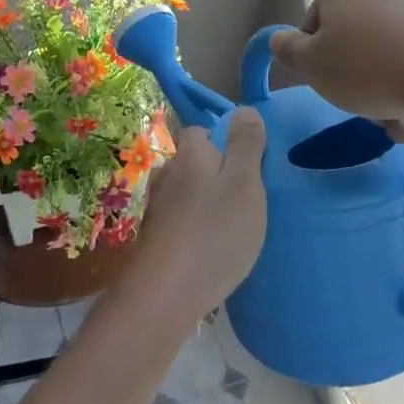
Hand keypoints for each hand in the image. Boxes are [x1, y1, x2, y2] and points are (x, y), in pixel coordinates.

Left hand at [131, 109, 267, 319]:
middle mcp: (166, 173)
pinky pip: (180, 221)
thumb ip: (245, 145)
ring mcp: (156, 207)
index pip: (203, 131)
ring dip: (205, 204)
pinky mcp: (154, 238)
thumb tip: (243, 109)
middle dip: (216, 175)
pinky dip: (195, 228)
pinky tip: (210, 249)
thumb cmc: (215, 232)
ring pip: (186, 193)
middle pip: (194, 163)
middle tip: (246, 201)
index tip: (249, 166)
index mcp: (189, 154)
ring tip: (231, 228)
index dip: (226, 142)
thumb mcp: (245, 183)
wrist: (166, 294)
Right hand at [270, 0, 403, 138]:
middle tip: (361, 109)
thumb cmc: (366, 65)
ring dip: (384, 94)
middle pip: (351, 43)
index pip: (312, 25)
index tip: (327, 83)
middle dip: (354, 81)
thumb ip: (287, 51)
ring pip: (384, 58)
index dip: (314, 59)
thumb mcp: (310, 64)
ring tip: (397, 123)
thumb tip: (280, 40)